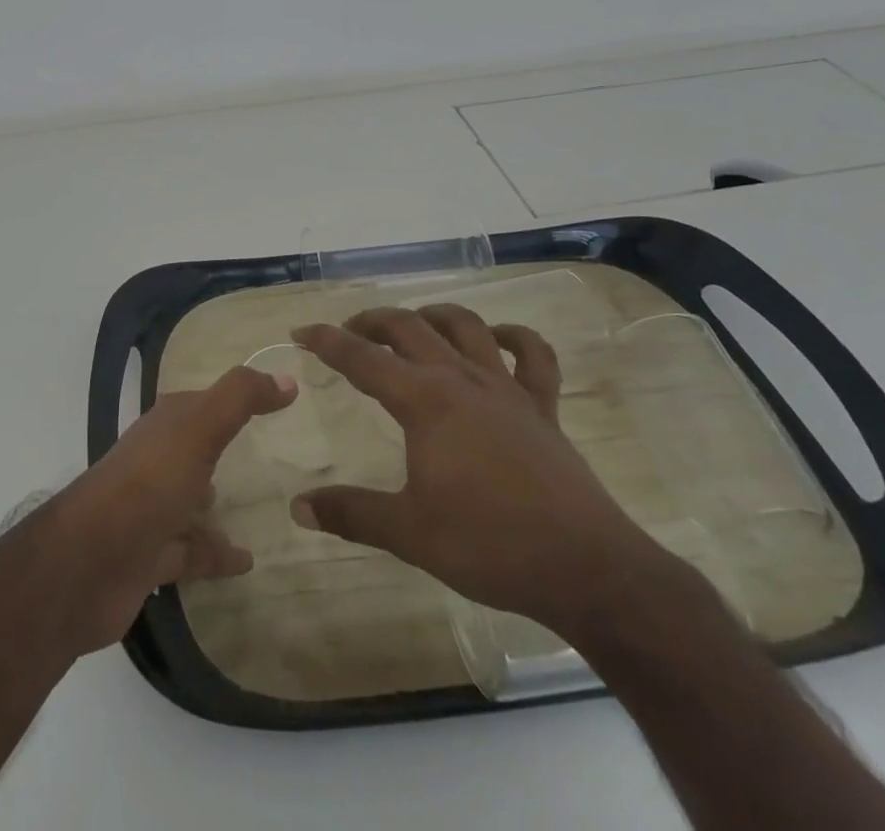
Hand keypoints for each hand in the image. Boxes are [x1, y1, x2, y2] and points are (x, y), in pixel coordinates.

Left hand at [49, 365, 293, 653]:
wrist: (87, 564)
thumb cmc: (148, 483)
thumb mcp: (199, 428)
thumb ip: (240, 399)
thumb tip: (286, 378)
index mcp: (165, 426)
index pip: (203, 403)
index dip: (235, 398)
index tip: (274, 399)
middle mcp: (156, 462)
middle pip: (195, 450)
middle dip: (221, 447)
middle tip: (267, 453)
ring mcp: (151, 511)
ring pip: (191, 502)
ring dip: (216, 503)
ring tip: (259, 507)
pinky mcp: (151, 558)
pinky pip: (193, 551)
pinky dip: (217, 553)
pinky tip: (248, 561)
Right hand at [290, 305, 662, 641]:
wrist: (585, 568)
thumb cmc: (489, 546)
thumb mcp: (409, 532)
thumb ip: (351, 513)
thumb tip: (298, 507)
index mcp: (424, 401)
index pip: (362, 358)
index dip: (328, 341)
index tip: (301, 331)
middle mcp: (461, 379)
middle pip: (409, 327)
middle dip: (372, 321)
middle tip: (349, 332)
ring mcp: (506, 388)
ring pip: (465, 326)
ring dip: (432, 316)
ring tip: (412, 326)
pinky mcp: (542, 407)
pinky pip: (533, 356)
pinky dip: (514, 338)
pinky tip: (496, 340)